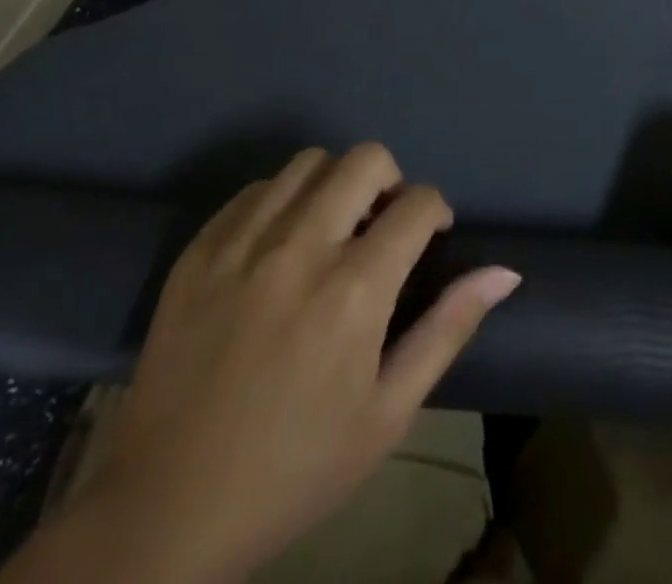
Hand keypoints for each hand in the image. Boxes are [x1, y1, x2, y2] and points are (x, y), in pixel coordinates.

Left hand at [28, 144, 519, 583]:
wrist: (165, 512)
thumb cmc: (294, 469)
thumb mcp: (387, 414)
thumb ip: (447, 330)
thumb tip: (505, 272)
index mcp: (354, 290)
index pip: (417, 203)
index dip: (435, 210)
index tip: (430, 236)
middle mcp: (300, 247)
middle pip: (365, 159)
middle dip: (390, 181)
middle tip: (382, 225)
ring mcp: (242, 244)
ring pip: (309, 162)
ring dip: (335, 183)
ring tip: (332, 229)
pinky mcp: (199, 251)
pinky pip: (255, 190)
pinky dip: (282, 201)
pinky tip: (279, 245)